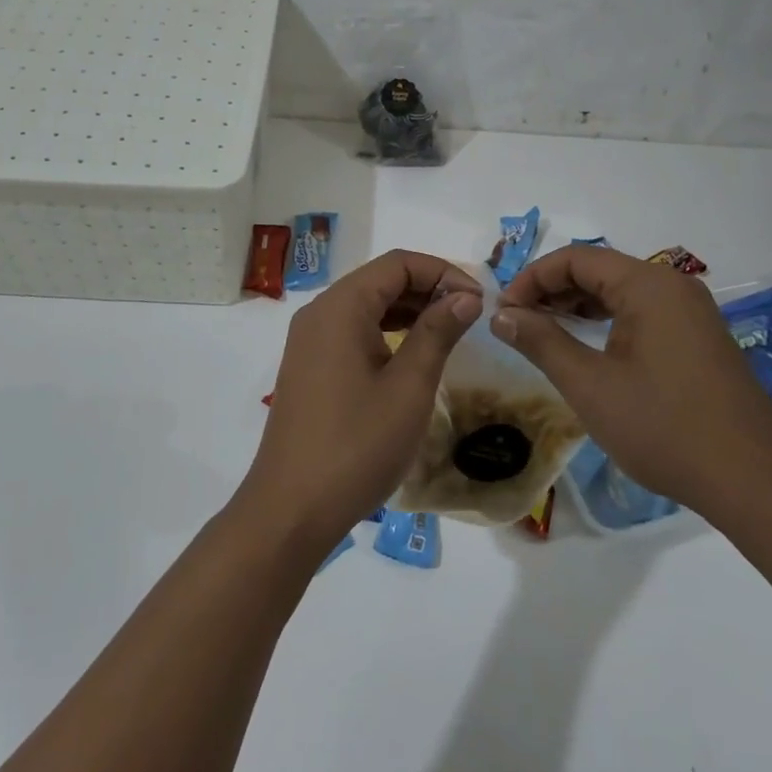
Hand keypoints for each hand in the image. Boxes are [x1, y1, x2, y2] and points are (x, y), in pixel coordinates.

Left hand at [238, 250, 483, 552]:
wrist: (292, 508)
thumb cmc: (357, 445)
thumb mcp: (409, 387)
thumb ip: (437, 332)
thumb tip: (466, 295)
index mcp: (341, 307)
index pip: (397, 264)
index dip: (443, 272)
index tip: (479, 300)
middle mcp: (319, 313)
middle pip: (380, 280)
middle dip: (427, 289)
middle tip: (471, 316)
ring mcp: (309, 340)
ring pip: (366, 306)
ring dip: (408, 311)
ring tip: (450, 332)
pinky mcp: (309, 366)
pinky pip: (352, 331)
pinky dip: (386, 332)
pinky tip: (412, 355)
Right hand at [491, 245, 771, 510]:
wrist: (752, 482)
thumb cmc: (663, 428)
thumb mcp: (590, 385)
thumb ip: (541, 341)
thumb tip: (501, 315)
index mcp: (649, 286)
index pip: (575, 258)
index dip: (532, 279)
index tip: (503, 311)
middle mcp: (673, 286)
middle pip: (598, 269)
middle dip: (551, 290)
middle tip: (517, 322)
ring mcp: (691, 312)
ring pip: (620, 290)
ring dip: (577, 304)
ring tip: (543, 332)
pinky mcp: (699, 337)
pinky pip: (642, 311)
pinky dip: (606, 320)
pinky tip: (587, 345)